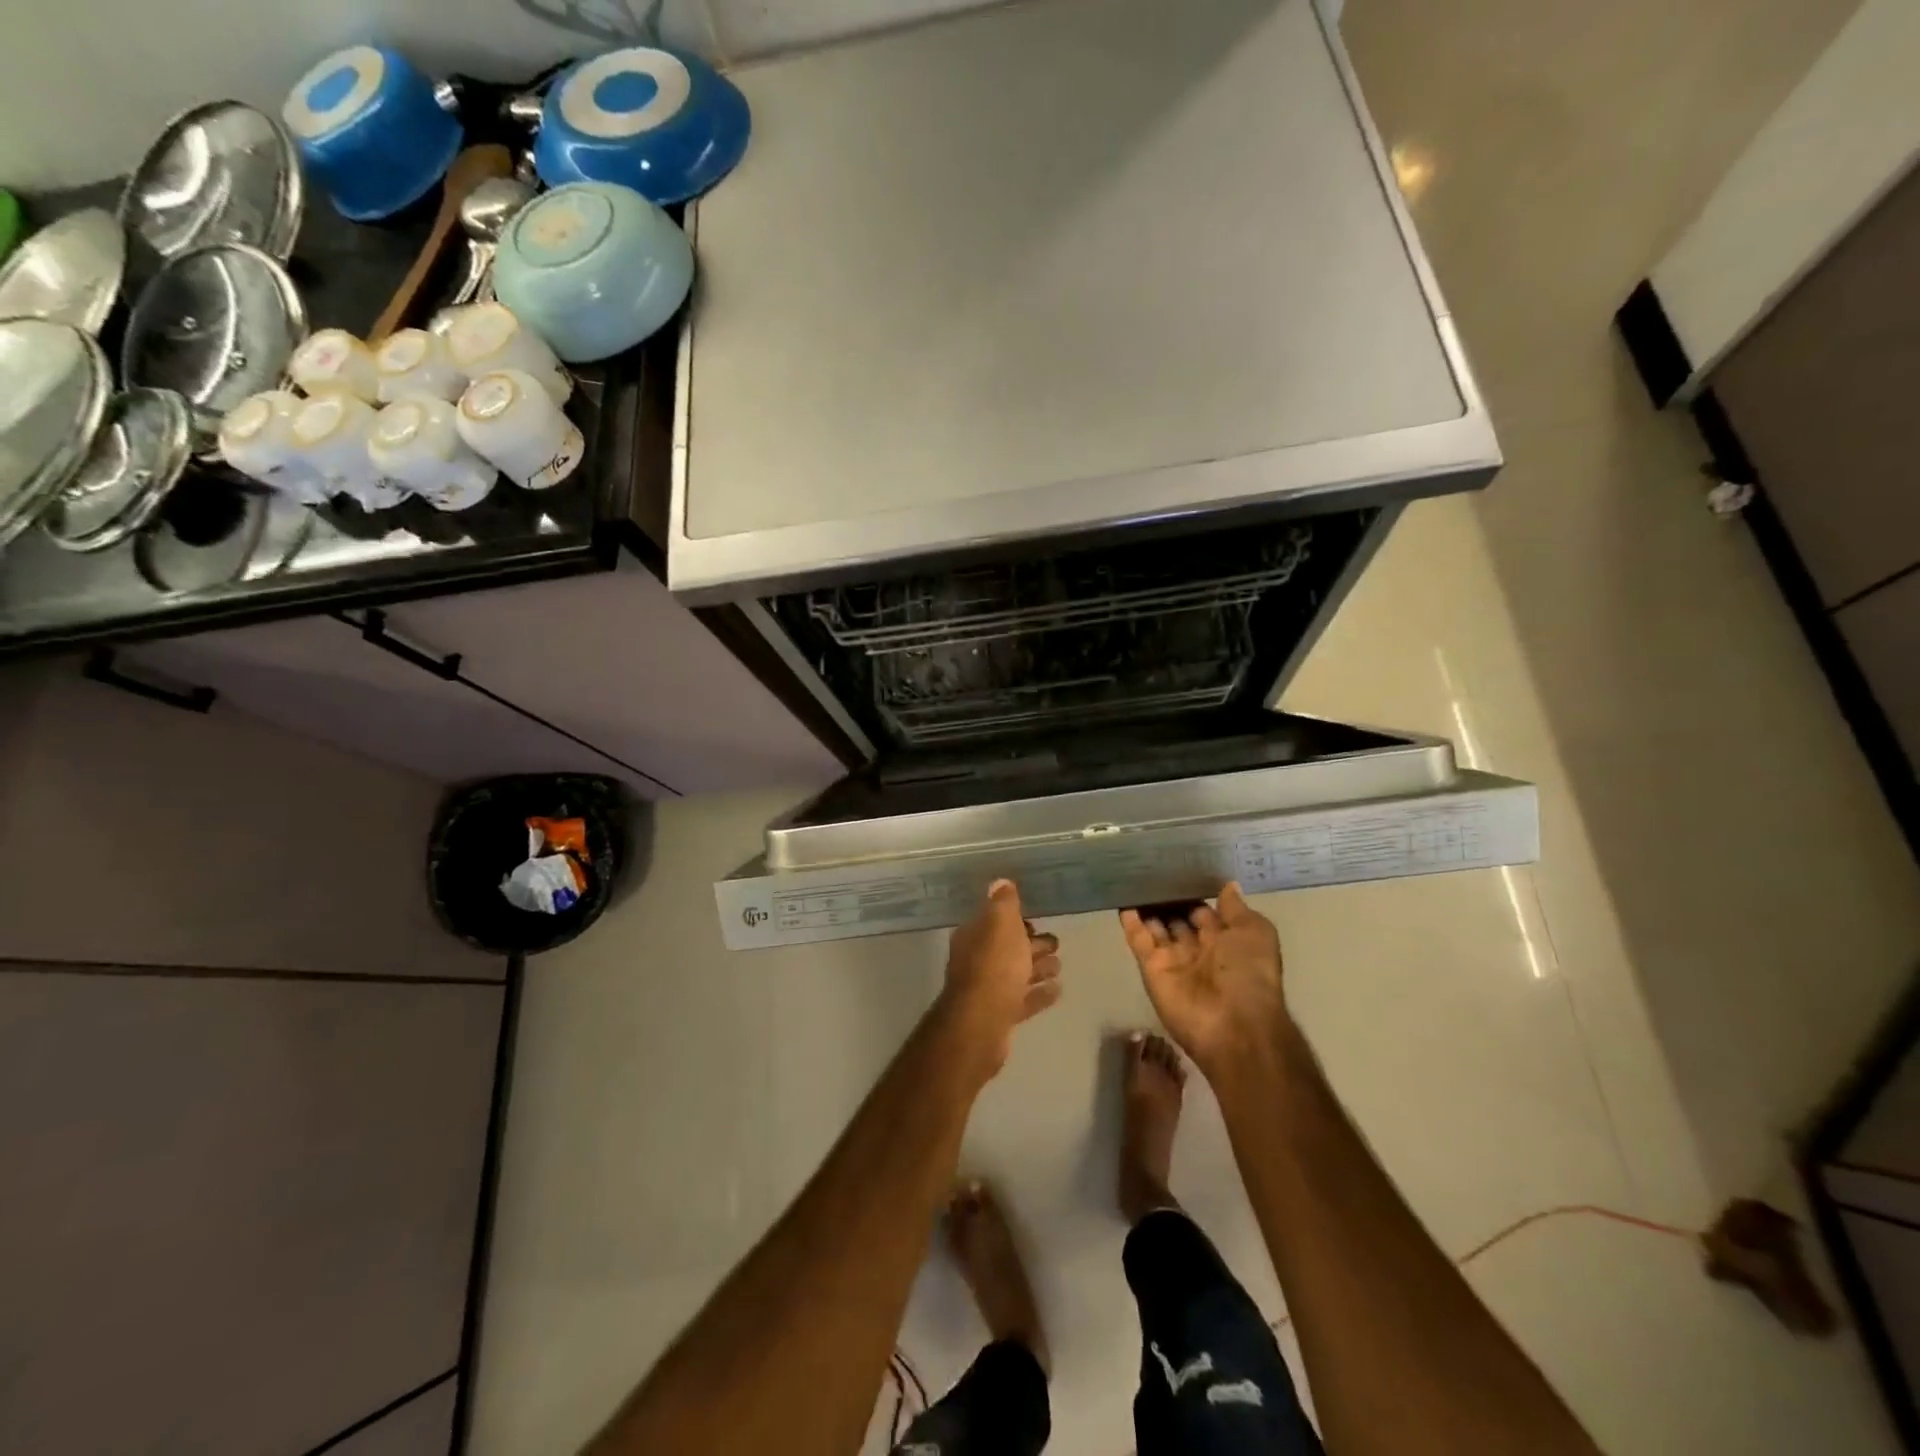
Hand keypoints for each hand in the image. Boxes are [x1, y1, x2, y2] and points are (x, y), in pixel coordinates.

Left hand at [939, 879, 1061, 1081]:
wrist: (983, 1022)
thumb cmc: (994, 966)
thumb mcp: (1000, 924)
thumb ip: (1003, 903)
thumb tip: (1000, 882)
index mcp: (974, 936)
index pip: (994, 922)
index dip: (1015, 920)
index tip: (1036, 920)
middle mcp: (976, 961)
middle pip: (1008, 948)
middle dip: (1031, 944)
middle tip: (1056, 943)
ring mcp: (988, 990)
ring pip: (1017, 974)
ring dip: (1038, 968)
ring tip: (1058, 966)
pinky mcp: (1000, 1015)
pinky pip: (1024, 999)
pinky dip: (1039, 994)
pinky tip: (1058, 990)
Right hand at [1119, 883, 1288, 1080]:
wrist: (1234, 1024)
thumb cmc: (1250, 973)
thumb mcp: (1255, 933)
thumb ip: (1236, 909)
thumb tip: (1228, 885)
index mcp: (1226, 942)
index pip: (1204, 912)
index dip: (1192, 893)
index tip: (1177, 868)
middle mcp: (1198, 950)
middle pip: (1177, 919)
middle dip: (1166, 899)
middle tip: (1149, 869)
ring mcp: (1173, 960)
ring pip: (1156, 928)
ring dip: (1147, 907)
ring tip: (1132, 878)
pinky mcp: (1151, 969)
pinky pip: (1139, 942)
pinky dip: (1131, 923)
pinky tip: (1123, 901)